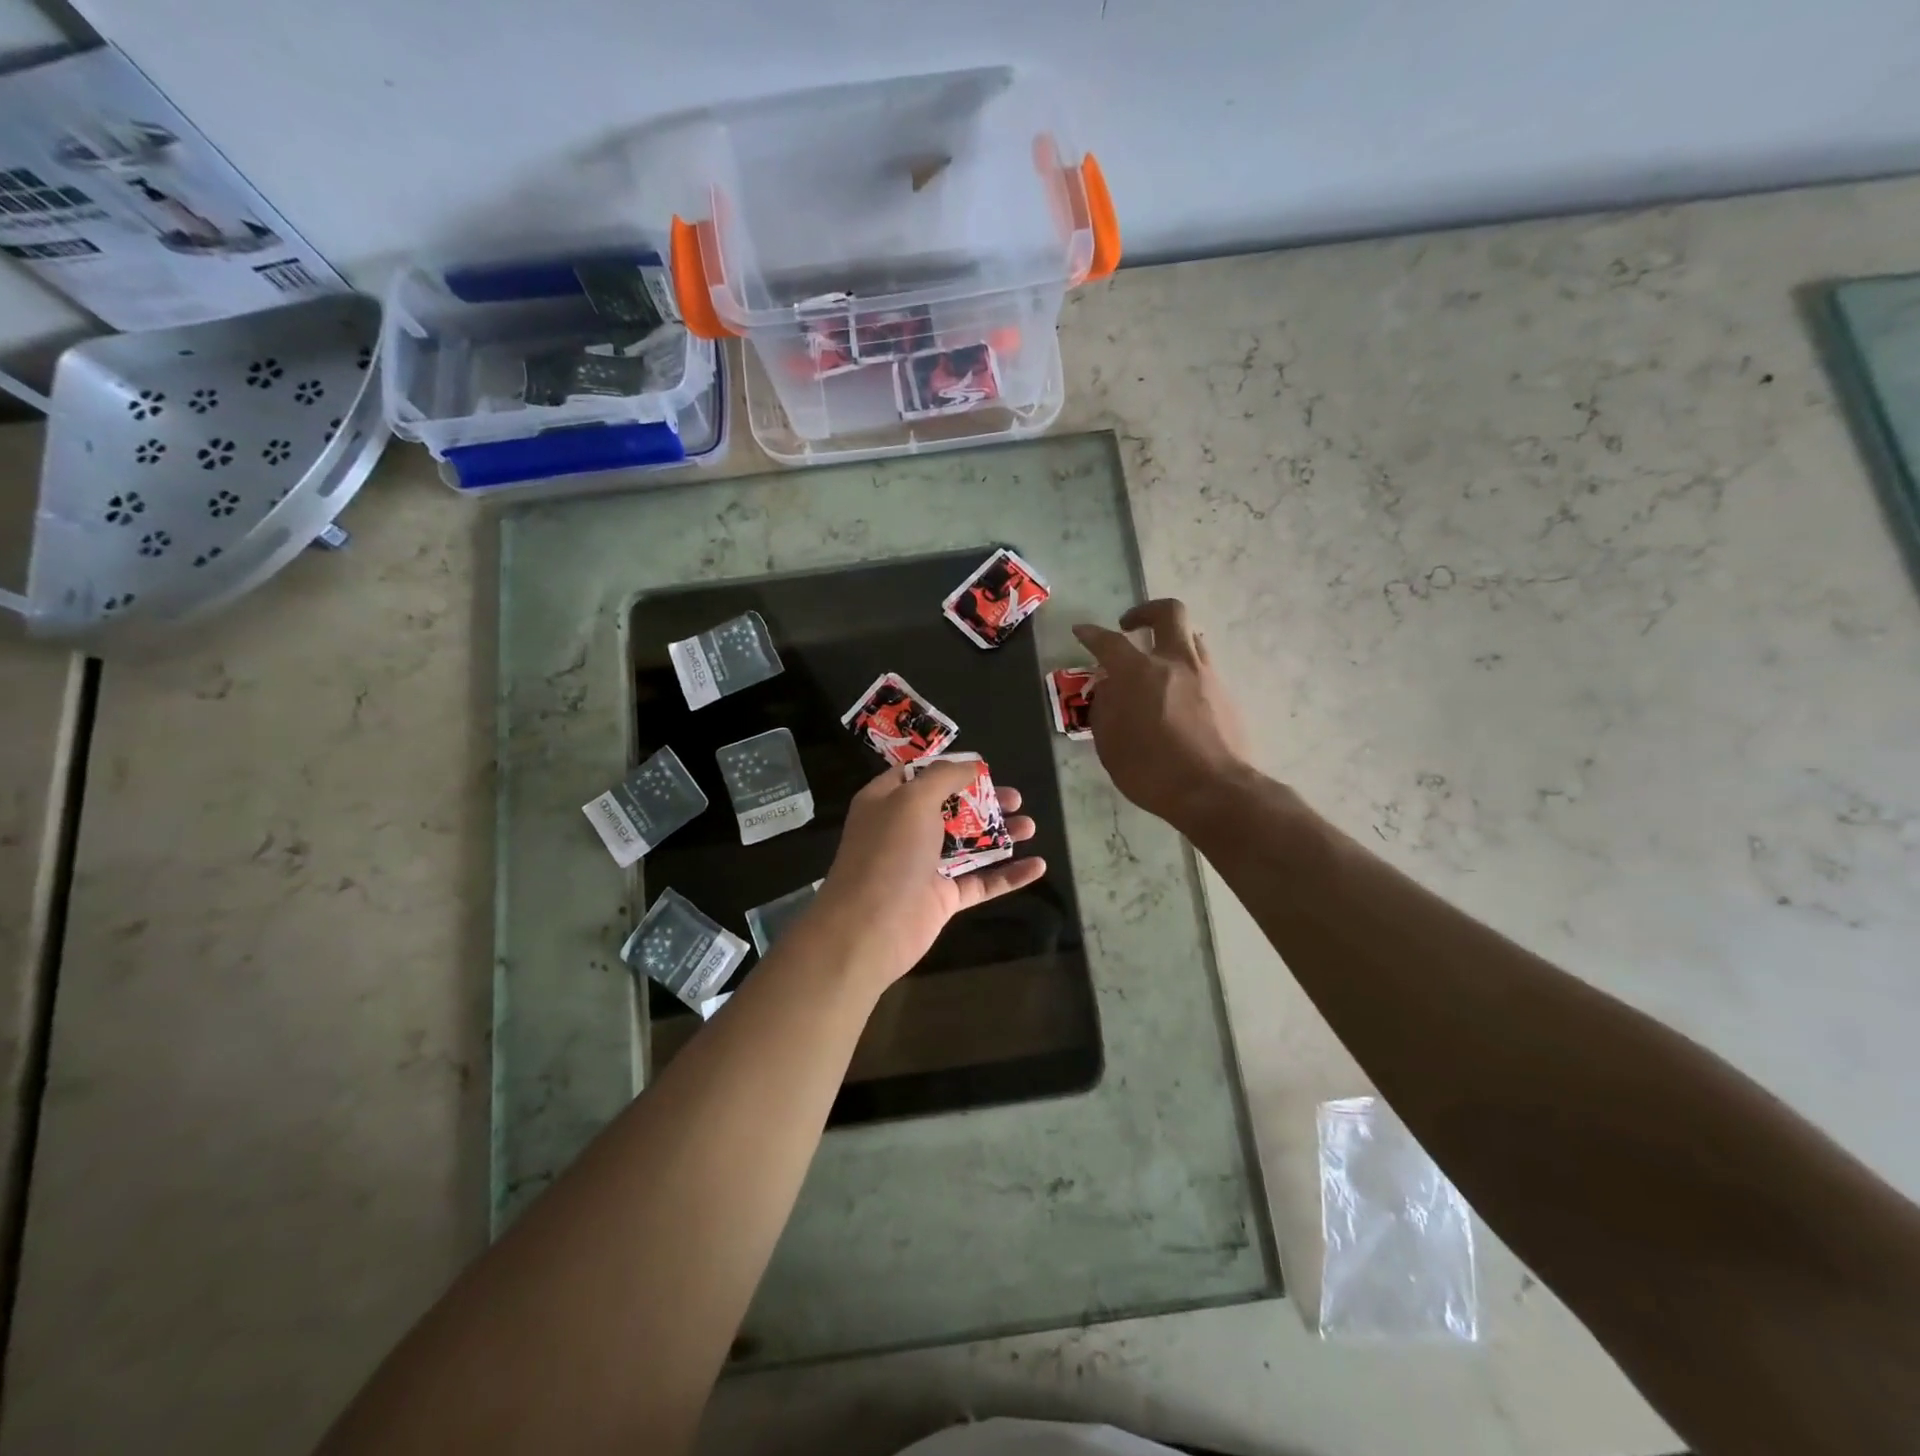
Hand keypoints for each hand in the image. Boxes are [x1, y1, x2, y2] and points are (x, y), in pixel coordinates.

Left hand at [812, 760, 1045, 989]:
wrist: (870, 926)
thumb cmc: (890, 852)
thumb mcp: (913, 799)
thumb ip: (944, 777)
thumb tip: (971, 765)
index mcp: (887, 802)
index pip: (917, 775)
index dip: (948, 768)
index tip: (982, 766)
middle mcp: (904, 831)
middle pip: (950, 809)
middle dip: (984, 802)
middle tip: (1016, 799)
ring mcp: (925, 866)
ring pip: (969, 845)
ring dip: (1000, 834)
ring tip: (1030, 826)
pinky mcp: (943, 898)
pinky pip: (981, 882)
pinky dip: (1008, 875)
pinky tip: (1038, 865)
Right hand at [1072, 598, 1253, 829]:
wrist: (1214, 790)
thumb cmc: (1152, 771)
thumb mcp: (1110, 745)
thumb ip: (1105, 708)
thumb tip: (1109, 688)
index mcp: (1140, 673)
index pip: (1109, 642)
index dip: (1092, 634)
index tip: (1082, 631)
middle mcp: (1175, 662)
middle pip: (1168, 612)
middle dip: (1146, 612)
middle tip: (1131, 627)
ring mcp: (1206, 675)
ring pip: (1191, 637)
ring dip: (1170, 641)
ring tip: (1156, 664)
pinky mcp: (1226, 694)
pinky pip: (1203, 667)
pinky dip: (1185, 671)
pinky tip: (1176, 698)